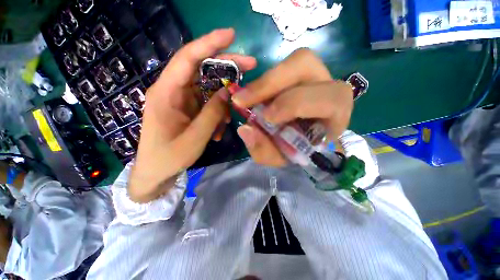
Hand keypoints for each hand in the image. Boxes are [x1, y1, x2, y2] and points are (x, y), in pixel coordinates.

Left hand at [129, 28, 256, 202]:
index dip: (209, 43)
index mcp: (167, 93)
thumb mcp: (195, 137)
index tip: (232, 35)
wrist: (156, 172)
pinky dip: (218, 113)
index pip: (188, 58)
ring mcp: (182, 100)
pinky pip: (208, 103)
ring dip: (224, 101)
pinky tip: (220, 129)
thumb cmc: (169, 157)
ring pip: (209, 89)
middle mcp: (173, 90)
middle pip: (202, 69)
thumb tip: (229, 92)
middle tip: (250, 66)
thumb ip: (213, 113)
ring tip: (228, 121)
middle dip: (226, 66)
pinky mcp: (188, 109)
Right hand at [232, 48, 353, 166]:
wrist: (304, 141)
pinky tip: (254, 98)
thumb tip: (244, 129)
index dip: (294, 104)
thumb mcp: (279, 158)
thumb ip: (264, 150)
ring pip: (295, 62)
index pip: (329, 100)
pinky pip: (283, 69)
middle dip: (270, 83)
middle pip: (307, 65)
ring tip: (246, 99)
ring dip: (264, 82)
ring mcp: (316, 77)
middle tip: (241, 100)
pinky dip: (263, 83)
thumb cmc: (297, 151)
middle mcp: (329, 89)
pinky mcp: (303, 74)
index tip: (266, 117)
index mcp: (335, 116)